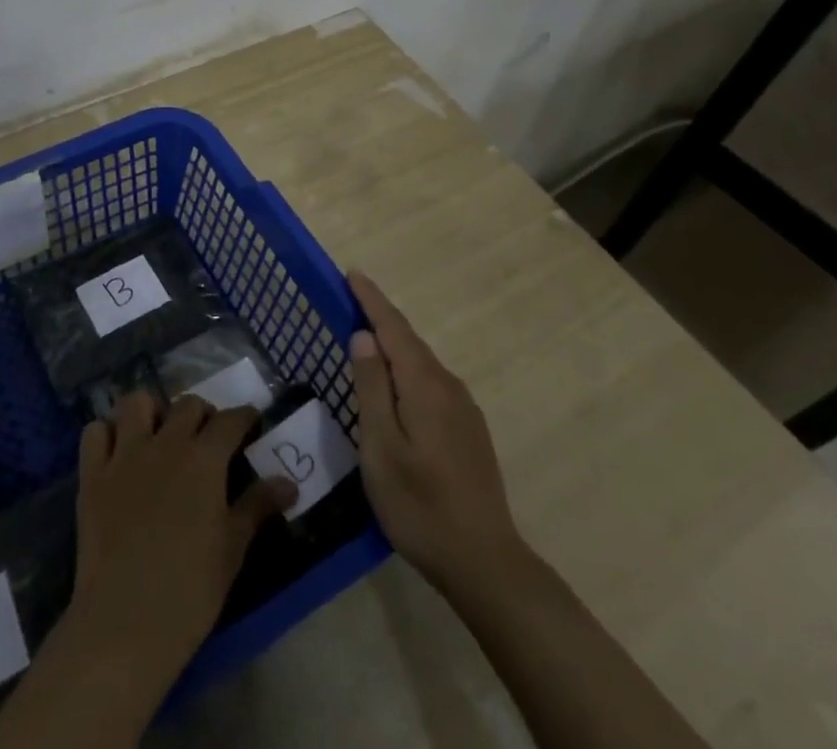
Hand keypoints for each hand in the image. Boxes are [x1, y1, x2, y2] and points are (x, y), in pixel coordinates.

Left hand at [69, 392, 295, 684]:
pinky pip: (95, 432)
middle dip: (202, 413)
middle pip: (187, 405)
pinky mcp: (92, 474)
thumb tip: (289, 483)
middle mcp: (165, 443)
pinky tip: (116, 453)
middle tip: (207, 437)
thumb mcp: (232, 549)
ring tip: (158, 434)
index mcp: (203, 459)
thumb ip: (257, 507)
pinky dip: (106, 435)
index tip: (251, 421)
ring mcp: (124, 455)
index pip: (230, 420)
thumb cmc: (190, 590)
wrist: (126, 622)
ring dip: (150, 411)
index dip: (244, 417)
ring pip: (136, 403)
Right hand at [348, 270, 520, 591]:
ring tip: (367, 340)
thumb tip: (364, 336)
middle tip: (351, 301)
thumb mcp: (381, 446)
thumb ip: (372, 387)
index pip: (393, 327)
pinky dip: (408, 371)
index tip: (352, 273)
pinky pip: (431, 383)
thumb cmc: (420, 504)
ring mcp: (464, 409)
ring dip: (394, 346)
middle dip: (380, 318)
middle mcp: (448, 386)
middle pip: (409, 341)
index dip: (371, 299)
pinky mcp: (469, 430)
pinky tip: (397, 388)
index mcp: (424, 384)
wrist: (485, 562)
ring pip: (422, 363)